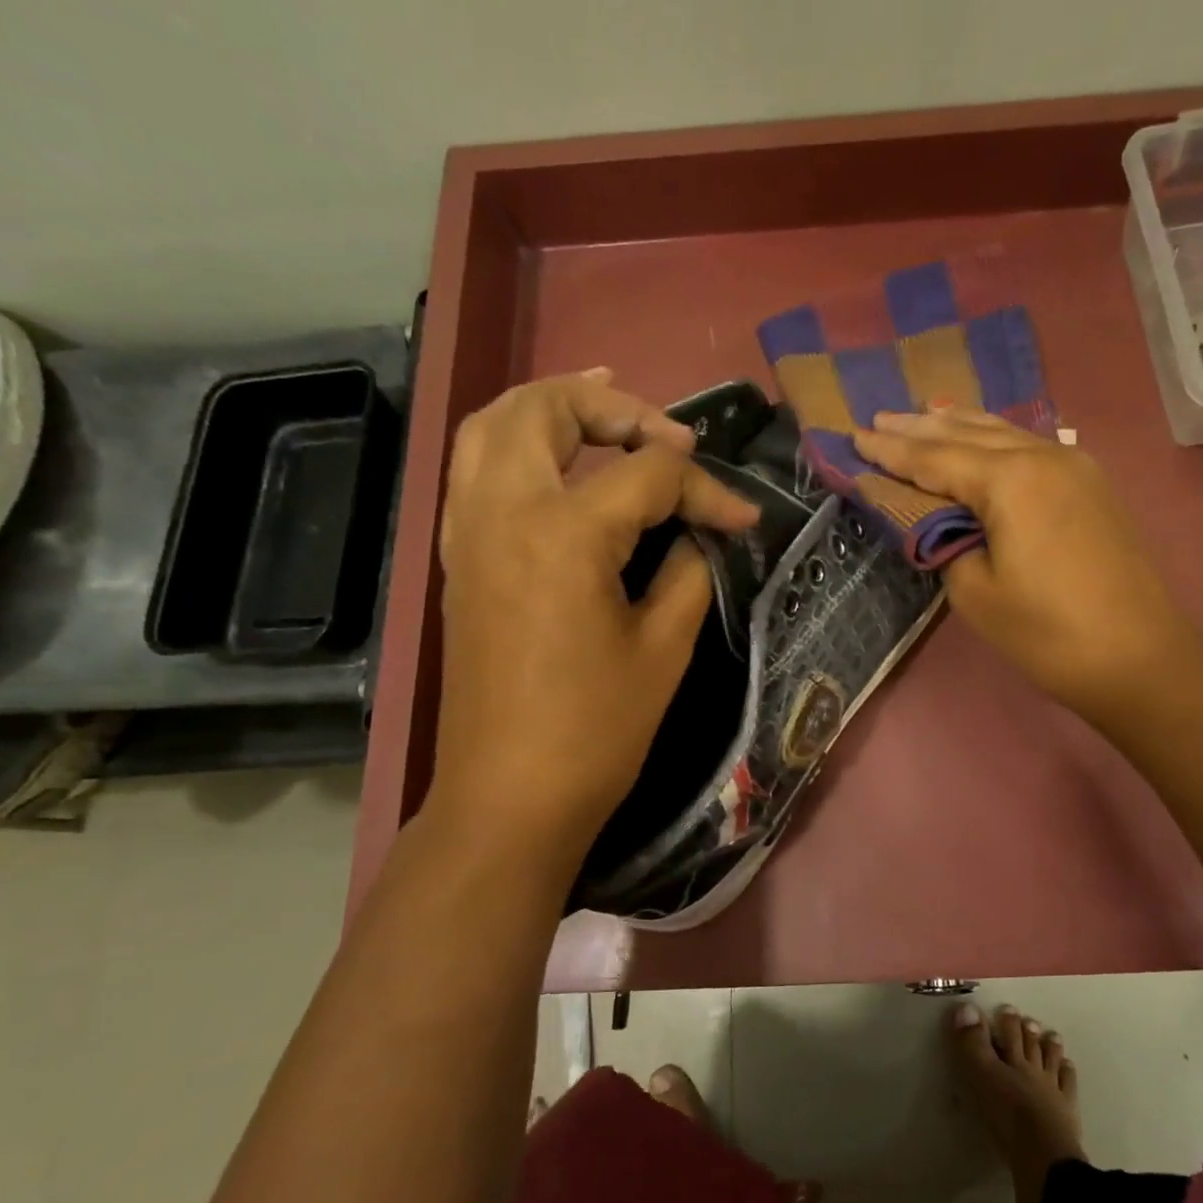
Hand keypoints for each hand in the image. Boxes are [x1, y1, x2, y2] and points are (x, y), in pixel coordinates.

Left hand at [426, 370, 759, 878]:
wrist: (510, 796)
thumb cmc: (596, 730)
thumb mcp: (664, 648)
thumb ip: (688, 571)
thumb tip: (701, 535)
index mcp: (564, 532)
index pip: (648, 475)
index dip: (707, 490)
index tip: (743, 519)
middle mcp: (503, 511)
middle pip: (545, 409)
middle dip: (614, 406)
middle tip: (666, 436)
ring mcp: (469, 532)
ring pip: (492, 426)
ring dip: (552, 408)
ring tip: (605, 409)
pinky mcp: (459, 558)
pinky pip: (476, 469)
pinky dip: (516, 444)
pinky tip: (558, 463)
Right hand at [854, 408, 1190, 725]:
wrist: (1138, 657)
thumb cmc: (1047, 632)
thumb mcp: (974, 592)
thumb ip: (943, 543)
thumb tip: (934, 521)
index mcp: (1010, 479)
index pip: (934, 458)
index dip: (890, 452)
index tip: (853, 437)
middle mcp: (1042, 455)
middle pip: (967, 433)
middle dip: (918, 428)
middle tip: (876, 419)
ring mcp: (1073, 466)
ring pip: (1002, 432)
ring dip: (957, 425)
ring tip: (920, 415)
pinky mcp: (1090, 485)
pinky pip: (1028, 447)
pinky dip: (993, 439)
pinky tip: (980, 437)